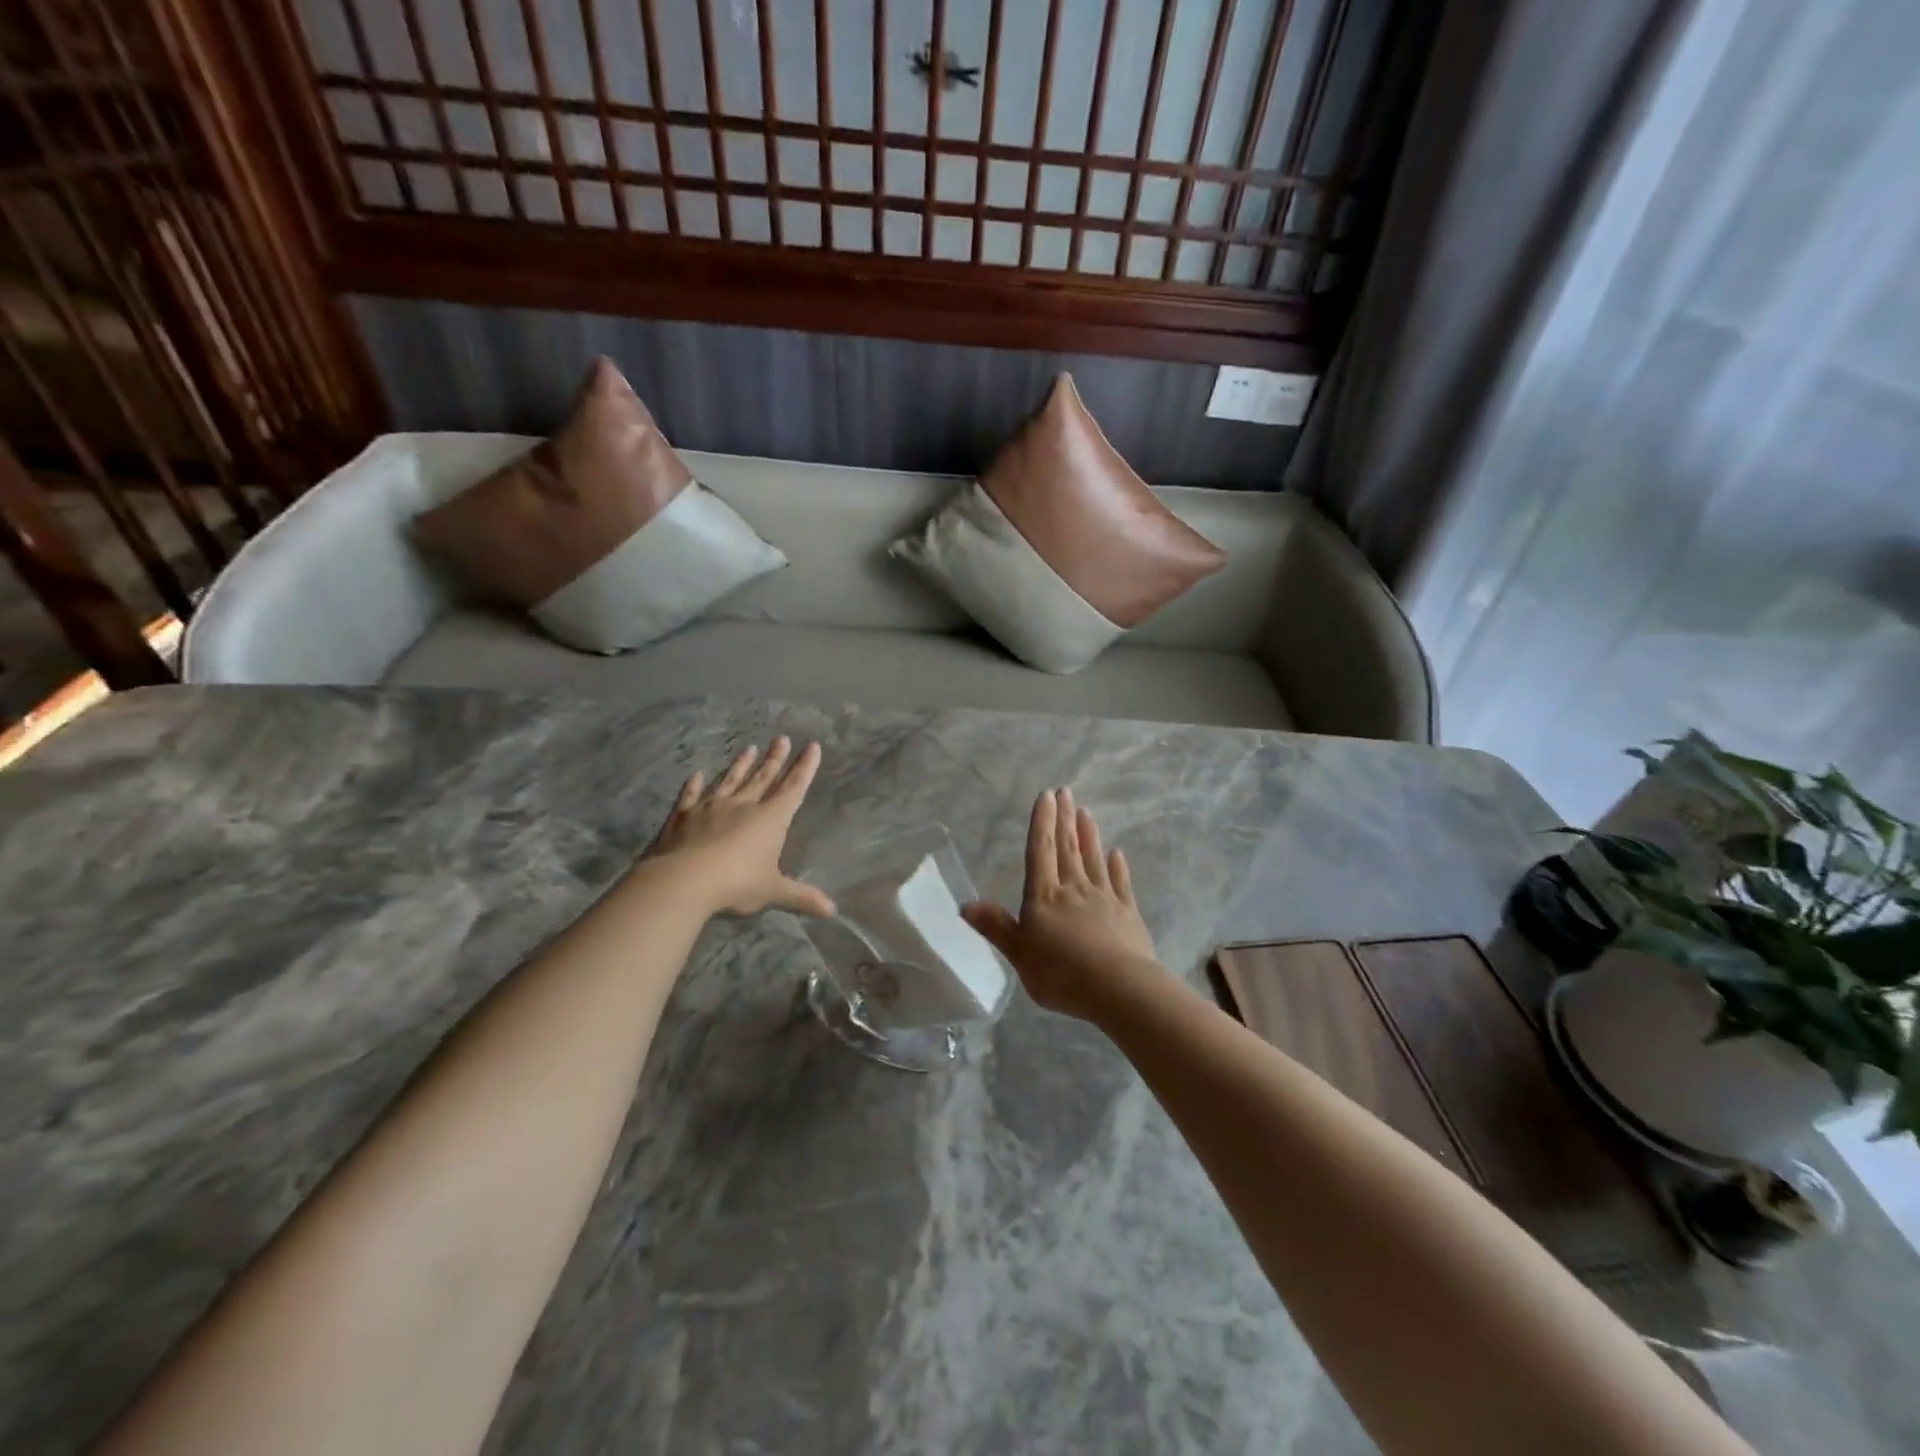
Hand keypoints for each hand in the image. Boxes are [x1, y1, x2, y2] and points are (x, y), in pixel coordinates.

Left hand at [640, 737, 835, 917]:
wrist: (684, 880)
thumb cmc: (737, 883)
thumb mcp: (773, 891)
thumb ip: (801, 896)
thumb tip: (832, 911)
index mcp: (770, 819)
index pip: (793, 788)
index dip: (805, 767)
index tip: (812, 746)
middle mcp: (743, 805)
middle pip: (763, 778)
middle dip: (775, 759)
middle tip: (782, 738)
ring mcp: (711, 807)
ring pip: (730, 780)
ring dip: (741, 765)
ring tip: (749, 748)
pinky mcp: (683, 815)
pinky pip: (691, 795)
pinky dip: (694, 785)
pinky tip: (697, 774)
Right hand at [962, 788, 1160, 1021]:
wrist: (1118, 988)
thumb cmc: (1061, 973)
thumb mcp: (1019, 953)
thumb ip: (996, 927)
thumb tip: (965, 904)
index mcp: (1044, 896)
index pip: (1040, 851)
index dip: (1042, 822)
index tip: (1046, 795)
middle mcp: (1074, 888)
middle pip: (1068, 847)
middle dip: (1065, 818)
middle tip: (1066, 792)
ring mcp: (1104, 898)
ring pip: (1094, 858)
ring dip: (1089, 834)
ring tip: (1086, 812)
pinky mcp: (1128, 913)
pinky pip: (1120, 883)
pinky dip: (1118, 866)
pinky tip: (1117, 853)